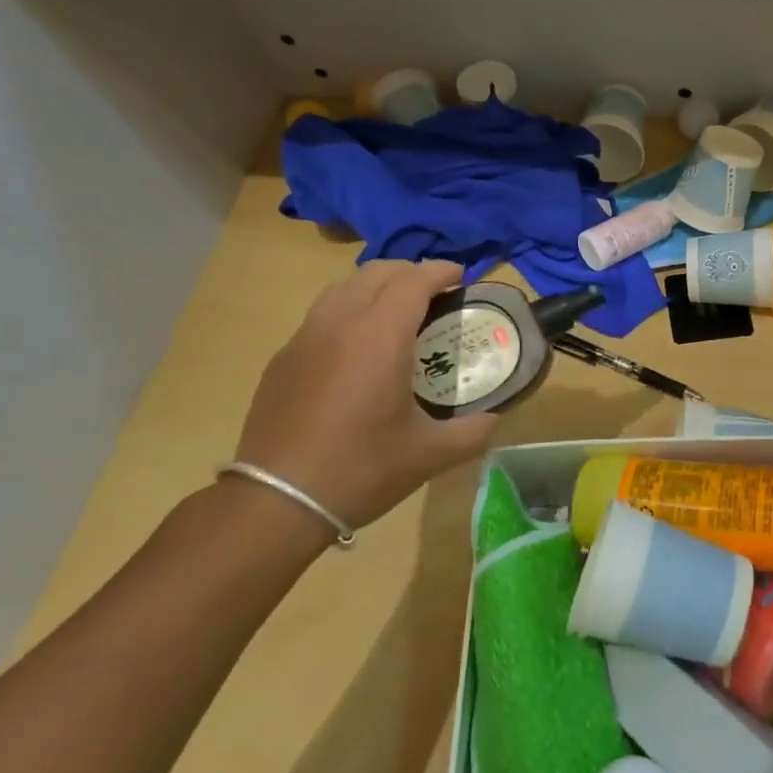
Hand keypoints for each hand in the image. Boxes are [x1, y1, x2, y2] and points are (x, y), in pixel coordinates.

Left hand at [234, 261, 498, 528]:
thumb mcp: (430, 454)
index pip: (414, 280)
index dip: (441, 271)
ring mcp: (305, 337)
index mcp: (380, 336)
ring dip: (377, 286)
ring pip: (344, 287)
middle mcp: (340, 323)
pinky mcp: (284, 357)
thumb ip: (473, 431)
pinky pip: (322, 314)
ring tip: (398, 313)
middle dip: (412, 273)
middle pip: (377, 272)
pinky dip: (350, 310)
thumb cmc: (361, 469)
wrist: (278, 501)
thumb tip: (495, 417)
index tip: (462, 277)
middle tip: (437, 295)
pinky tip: (359, 347)